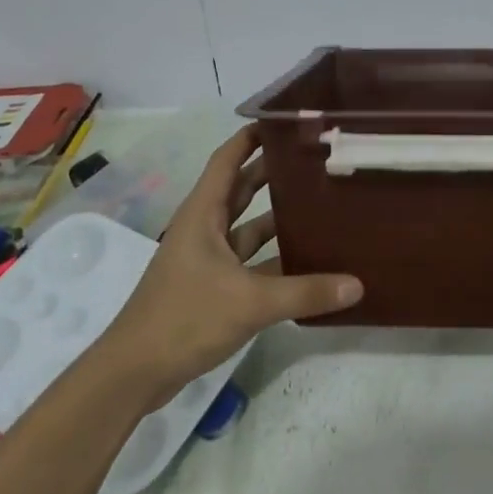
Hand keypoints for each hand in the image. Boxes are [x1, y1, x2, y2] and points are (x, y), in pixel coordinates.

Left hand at [92, 127, 362, 404]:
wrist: (135, 371)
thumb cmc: (185, 318)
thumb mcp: (250, 302)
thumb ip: (305, 292)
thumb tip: (357, 284)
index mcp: (203, 214)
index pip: (227, 160)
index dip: (251, 137)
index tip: (285, 122)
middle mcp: (204, 228)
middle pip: (241, 188)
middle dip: (273, 171)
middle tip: (315, 159)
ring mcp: (206, 259)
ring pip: (247, 226)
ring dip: (277, 215)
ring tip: (320, 203)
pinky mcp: (211, 286)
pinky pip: (249, 259)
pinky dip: (273, 256)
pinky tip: (306, 259)